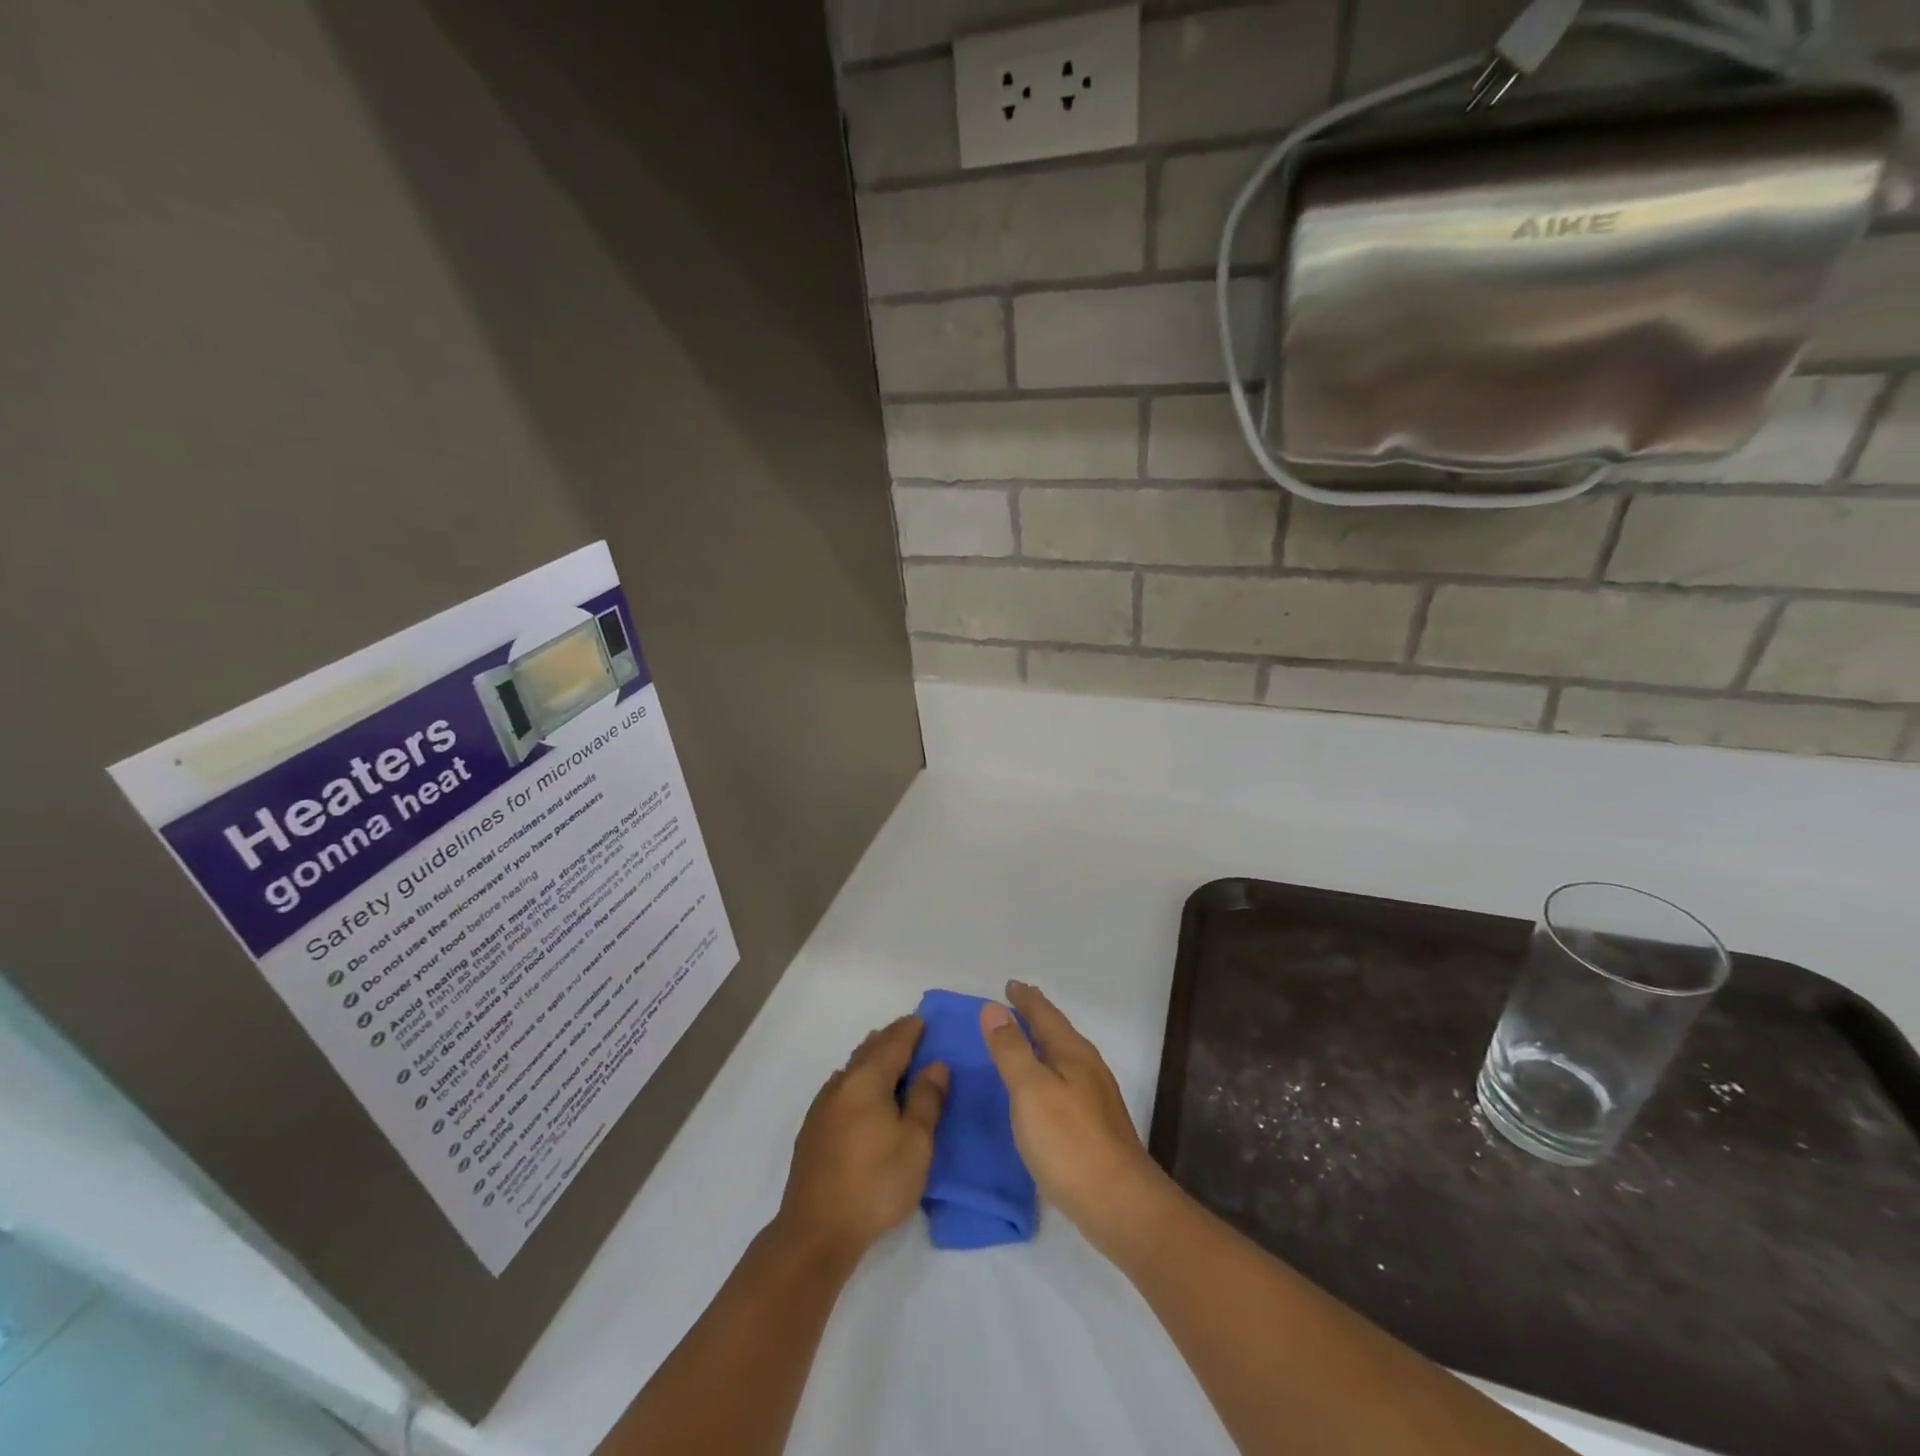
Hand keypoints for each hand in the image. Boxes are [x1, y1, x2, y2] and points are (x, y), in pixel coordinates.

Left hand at [773, 1015, 948, 1272]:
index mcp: (868, 1080)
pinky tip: (860, 1091)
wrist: (816, 1231)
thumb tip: (936, 1064)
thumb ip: (926, 1100)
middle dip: (891, 1038)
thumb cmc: (875, 1184)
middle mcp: (842, 1083)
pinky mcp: (813, 1129)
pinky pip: (841, 1087)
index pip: (894, 1043)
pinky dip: (858, 1078)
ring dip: (872, 1057)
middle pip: (869, 1050)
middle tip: (910, 1032)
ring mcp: (823, 1106)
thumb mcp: (916, 1144)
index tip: (923, 1019)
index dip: (910, 1029)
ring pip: (852, 1068)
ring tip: (888, 1055)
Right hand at [979, 980, 1168, 1252]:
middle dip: (1036, 1017)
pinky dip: (1047, 1073)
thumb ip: (1011, 1049)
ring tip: (1022, 1042)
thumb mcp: (1030, 1091)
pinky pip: (1064, 1083)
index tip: (1009, 984)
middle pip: (1058, 1032)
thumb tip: (992, 1007)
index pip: (1044, 1014)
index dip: (1025, 998)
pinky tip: (1039, 1092)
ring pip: (1063, 1058)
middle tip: (1014, 1006)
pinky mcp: (1095, 1127)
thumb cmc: (1070, 1143)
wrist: (1121, 1205)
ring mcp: (1095, 1099)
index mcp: (1072, 1053)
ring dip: (1042, 1045)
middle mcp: (1087, 1068)